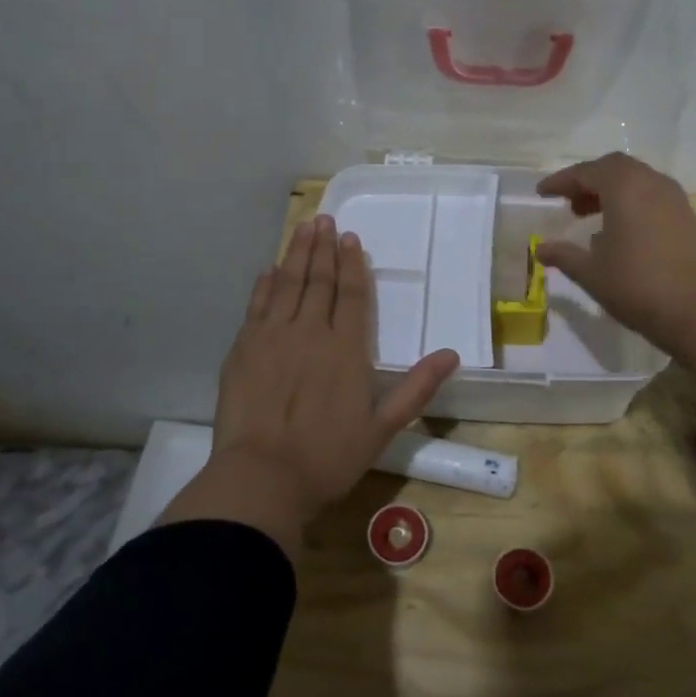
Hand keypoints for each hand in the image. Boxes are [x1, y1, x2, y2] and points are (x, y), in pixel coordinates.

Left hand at [161, 214, 458, 554]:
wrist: (263, 477)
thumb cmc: (329, 457)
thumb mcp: (383, 428)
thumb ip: (417, 388)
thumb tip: (452, 354)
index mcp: (346, 349)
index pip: (352, 295)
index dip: (353, 265)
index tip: (350, 239)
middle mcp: (310, 332)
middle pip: (319, 282)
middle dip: (323, 249)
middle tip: (325, 219)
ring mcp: (272, 337)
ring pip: (287, 285)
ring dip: (296, 254)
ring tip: (303, 228)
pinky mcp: (243, 349)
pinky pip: (256, 306)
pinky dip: (263, 285)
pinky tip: (269, 269)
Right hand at [535, 153, 695, 354]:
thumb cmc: (636, 286)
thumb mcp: (590, 272)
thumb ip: (563, 255)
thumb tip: (540, 248)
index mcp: (625, 187)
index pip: (587, 172)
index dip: (562, 181)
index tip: (542, 193)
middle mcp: (651, 183)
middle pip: (614, 168)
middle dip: (587, 181)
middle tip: (567, 202)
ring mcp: (674, 199)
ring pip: (636, 180)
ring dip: (609, 191)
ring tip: (588, 216)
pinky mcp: (686, 216)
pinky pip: (651, 196)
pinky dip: (630, 202)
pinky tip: (618, 231)